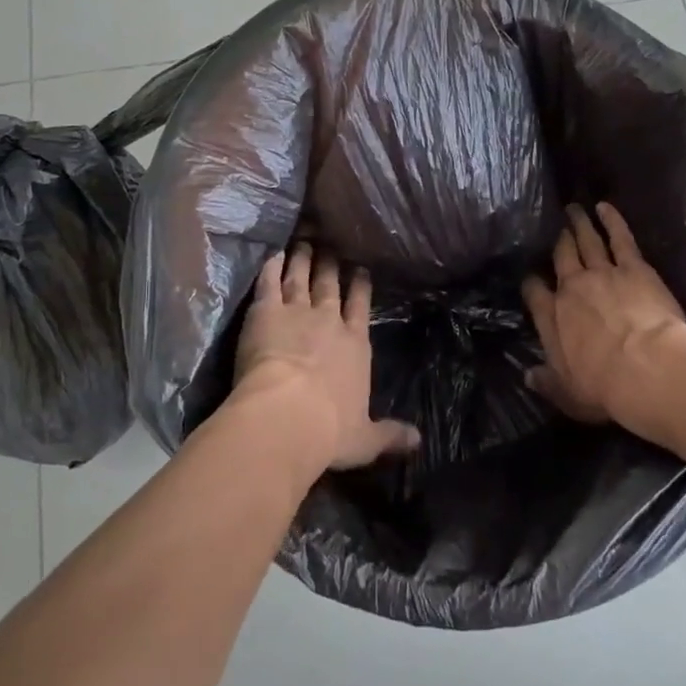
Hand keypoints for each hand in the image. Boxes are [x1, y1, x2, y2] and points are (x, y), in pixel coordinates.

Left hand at [234, 244, 420, 473]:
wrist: (288, 415)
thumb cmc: (330, 429)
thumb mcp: (366, 439)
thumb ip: (390, 435)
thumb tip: (419, 442)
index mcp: (355, 345)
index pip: (360, 308)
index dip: (360, 287)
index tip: (360, 270)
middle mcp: (329, 322)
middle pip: (330, 286)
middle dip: (331, 266)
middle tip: (330, 247)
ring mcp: (297, 312)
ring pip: (301, 278)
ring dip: (302, 260)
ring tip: (304, 243)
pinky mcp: (266, 312)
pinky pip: (269, 283)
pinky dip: (271, 267)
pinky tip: (273, 254)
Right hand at [522, 202, 685, 426]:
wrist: (645, 368)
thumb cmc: (603, 387)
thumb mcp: (567, 394)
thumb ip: (546, 382)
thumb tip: (528, 375)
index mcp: (552, 318)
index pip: (535, 293)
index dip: (532, 283)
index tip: (532, 277)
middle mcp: (572, 289)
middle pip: (561, 258)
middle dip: (557, 242)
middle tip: (555, 227)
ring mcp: (602, 273)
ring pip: (587, 242)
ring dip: (579, 224)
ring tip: (574, 209)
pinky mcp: (634, 267)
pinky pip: (620, 238)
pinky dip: (612, 220)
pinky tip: (605, 207)